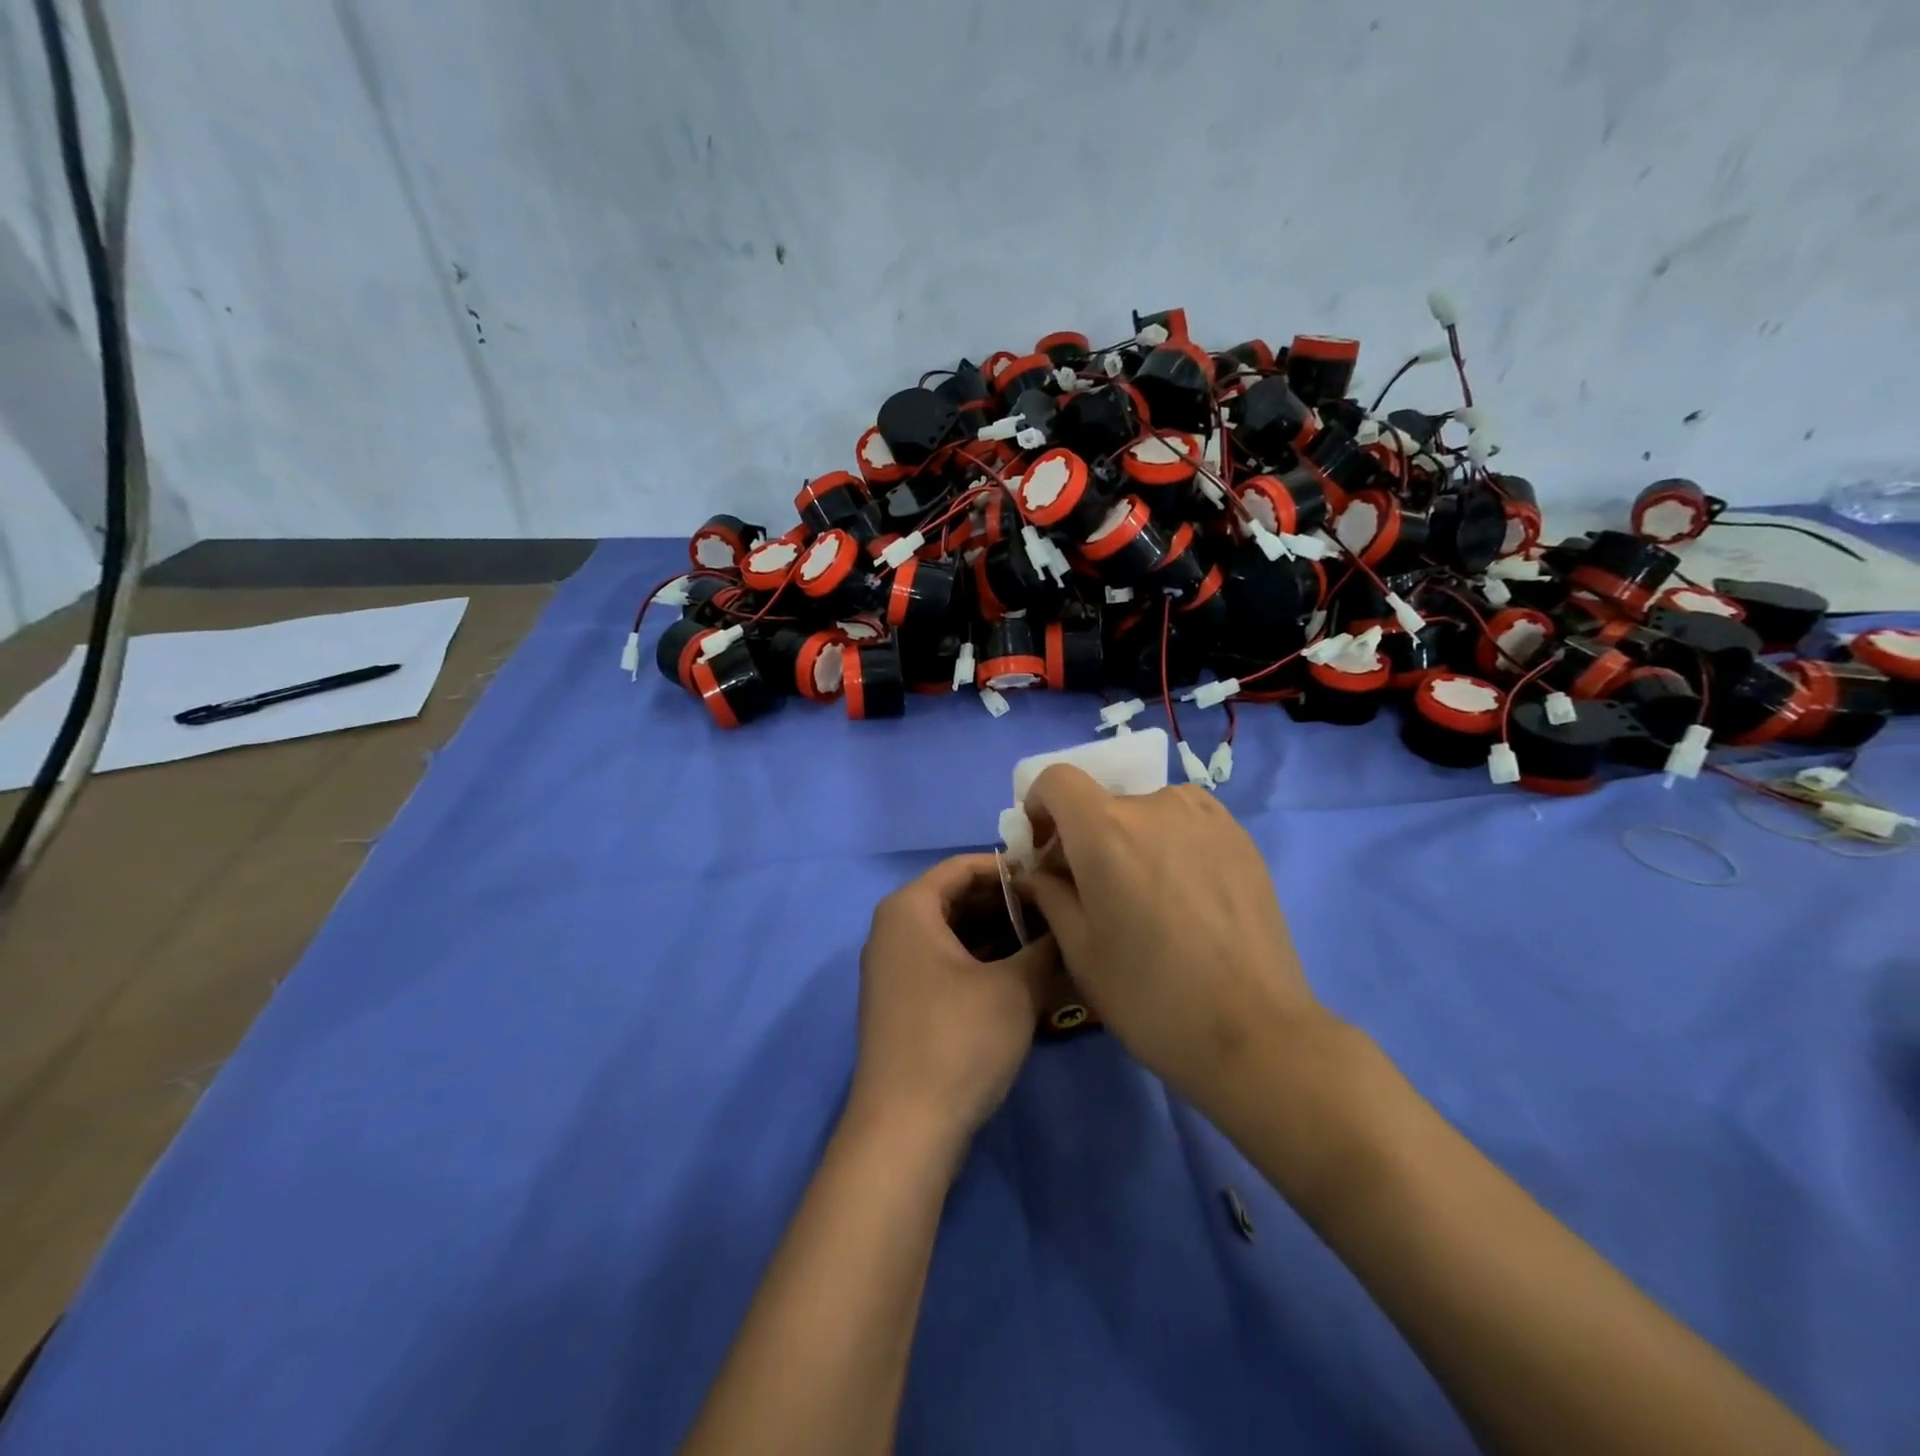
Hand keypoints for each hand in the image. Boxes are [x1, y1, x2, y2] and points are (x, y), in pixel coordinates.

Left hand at [847, 854, 1060, 1158]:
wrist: (905, 1130)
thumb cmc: (958, 1040)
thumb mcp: (1015, 988)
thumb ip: (1046, 947)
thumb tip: (1069, 926)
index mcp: (909, 909)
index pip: (963, 867)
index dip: (1010, 868)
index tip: (1052, 877)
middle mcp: (894, 930)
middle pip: (958, 900)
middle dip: (1009, 906)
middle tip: (1059, 914)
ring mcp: (896, 969)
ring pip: (955, 935)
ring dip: (1001, 937)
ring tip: (1051, 943)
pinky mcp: (905, 1002)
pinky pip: (947, 964)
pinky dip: (983, 963)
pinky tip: (1024, 975)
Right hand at [1017, 766, 1331, 1103]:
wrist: (1255, 1032)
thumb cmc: (1149, 994)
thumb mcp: (1079, 949)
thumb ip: (1048, 893)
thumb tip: (1035, 871)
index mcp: (1106, 828)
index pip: (1057, 779)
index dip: (1040, 806)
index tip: (1044, 849)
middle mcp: (1157, 805)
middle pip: (1103, 801)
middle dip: (1084, 835)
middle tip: (1092, 889)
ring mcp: (1207, 818)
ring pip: (1147, 812)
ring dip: (1130, 839)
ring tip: (1146, 896)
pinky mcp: (1241, 838)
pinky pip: (1187, 824)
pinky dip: (1170, 844)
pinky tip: (1185, 899)